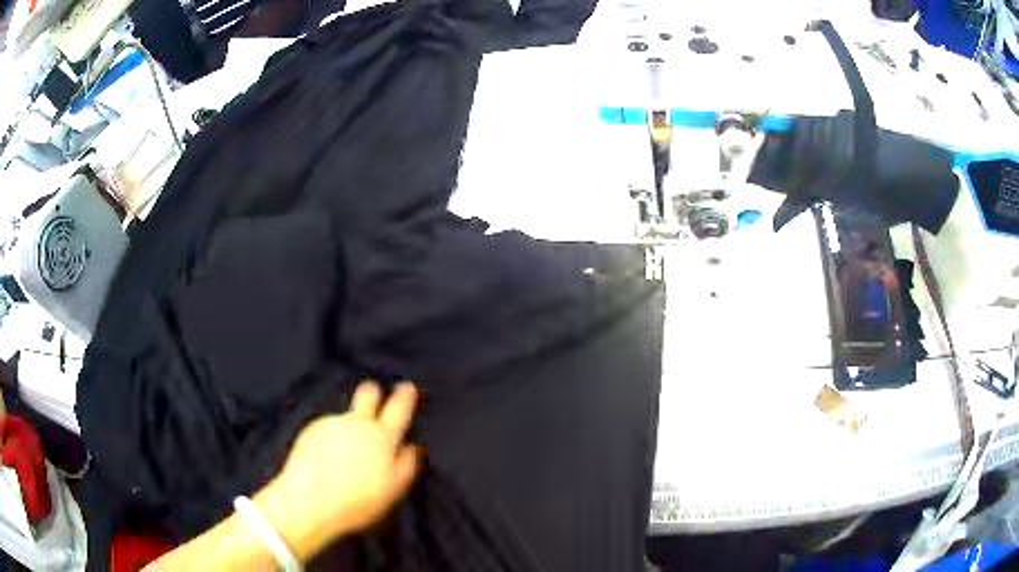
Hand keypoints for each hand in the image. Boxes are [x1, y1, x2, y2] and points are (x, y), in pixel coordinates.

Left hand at [255, 381, 419, 559]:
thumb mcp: (393, 488)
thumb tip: (411, 447)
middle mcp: (356, 424)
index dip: (404, 396)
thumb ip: (405, 464)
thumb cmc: (358, 500)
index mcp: (382, 437)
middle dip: (373, 393)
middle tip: (374, 395)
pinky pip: (327, 428)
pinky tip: (327, 458)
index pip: (398, 409)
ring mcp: (331, 424)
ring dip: (349, 425)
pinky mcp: (310, 431)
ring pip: (346, 416)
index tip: (407, 387)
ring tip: (346, 451)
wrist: (309, 500)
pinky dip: (330, 438)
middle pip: (367, 395)